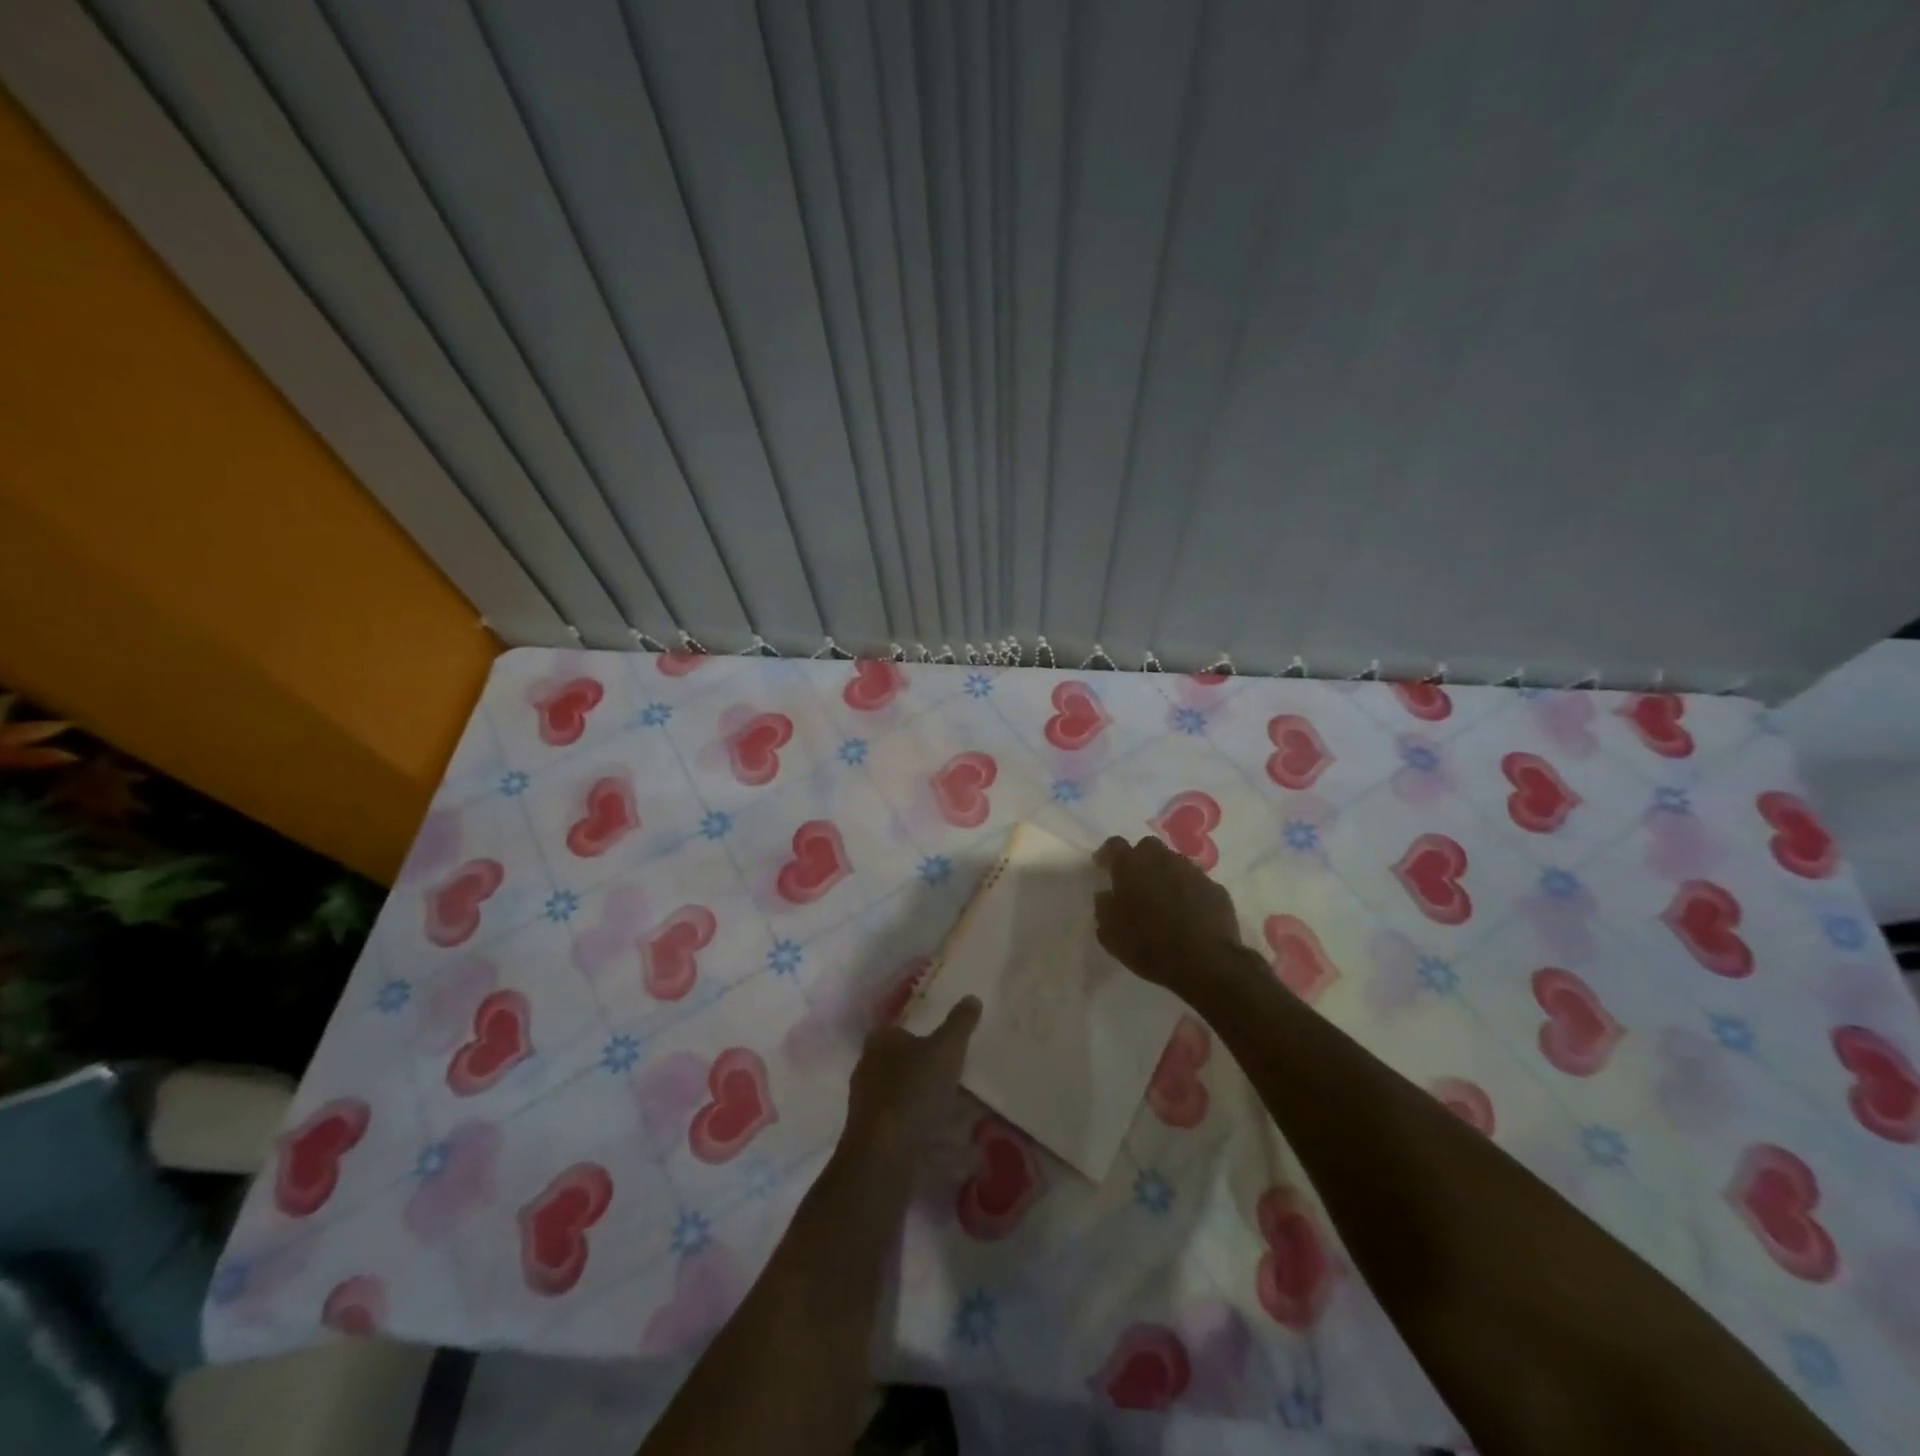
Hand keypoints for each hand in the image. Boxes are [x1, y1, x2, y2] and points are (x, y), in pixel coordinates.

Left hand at [842, 996, 980, 1157]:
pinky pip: (903, 1125)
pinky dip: (922, 1129)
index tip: (944, 1043)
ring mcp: (867, 1104)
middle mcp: (867, 1068)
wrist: (885, 1152)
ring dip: (925, 1102)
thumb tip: (972, 997)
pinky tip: (946, 1141)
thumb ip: (960, 1023)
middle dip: (925, 1069)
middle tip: (954, 1076)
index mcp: (880, 1041)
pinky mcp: (872, 1135)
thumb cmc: (914, 1089)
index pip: (900, 1029)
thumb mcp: (946, 1049)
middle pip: (900, 1062)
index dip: (921, 1033)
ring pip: (901, 1095)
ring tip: (956, 1110)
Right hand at [1094, 835, 1244, 989]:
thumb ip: (1104, 908)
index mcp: (1131, 867)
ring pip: (1174, 862)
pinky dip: (1189, 891)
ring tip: (1164, 898)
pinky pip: (1197, 883)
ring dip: (1166, 874)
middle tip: (1136, 882)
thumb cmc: (1149, 946)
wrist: (1205, 962)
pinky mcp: (1216, 888)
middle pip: (1148, 846)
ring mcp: (1192, 872)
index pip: (1114, 845)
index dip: (1107, 854)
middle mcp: (1162, 860)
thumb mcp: (1111, 935)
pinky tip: (1189, 912)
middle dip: (1140, 859)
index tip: (1103, 867)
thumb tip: (1105, 895)